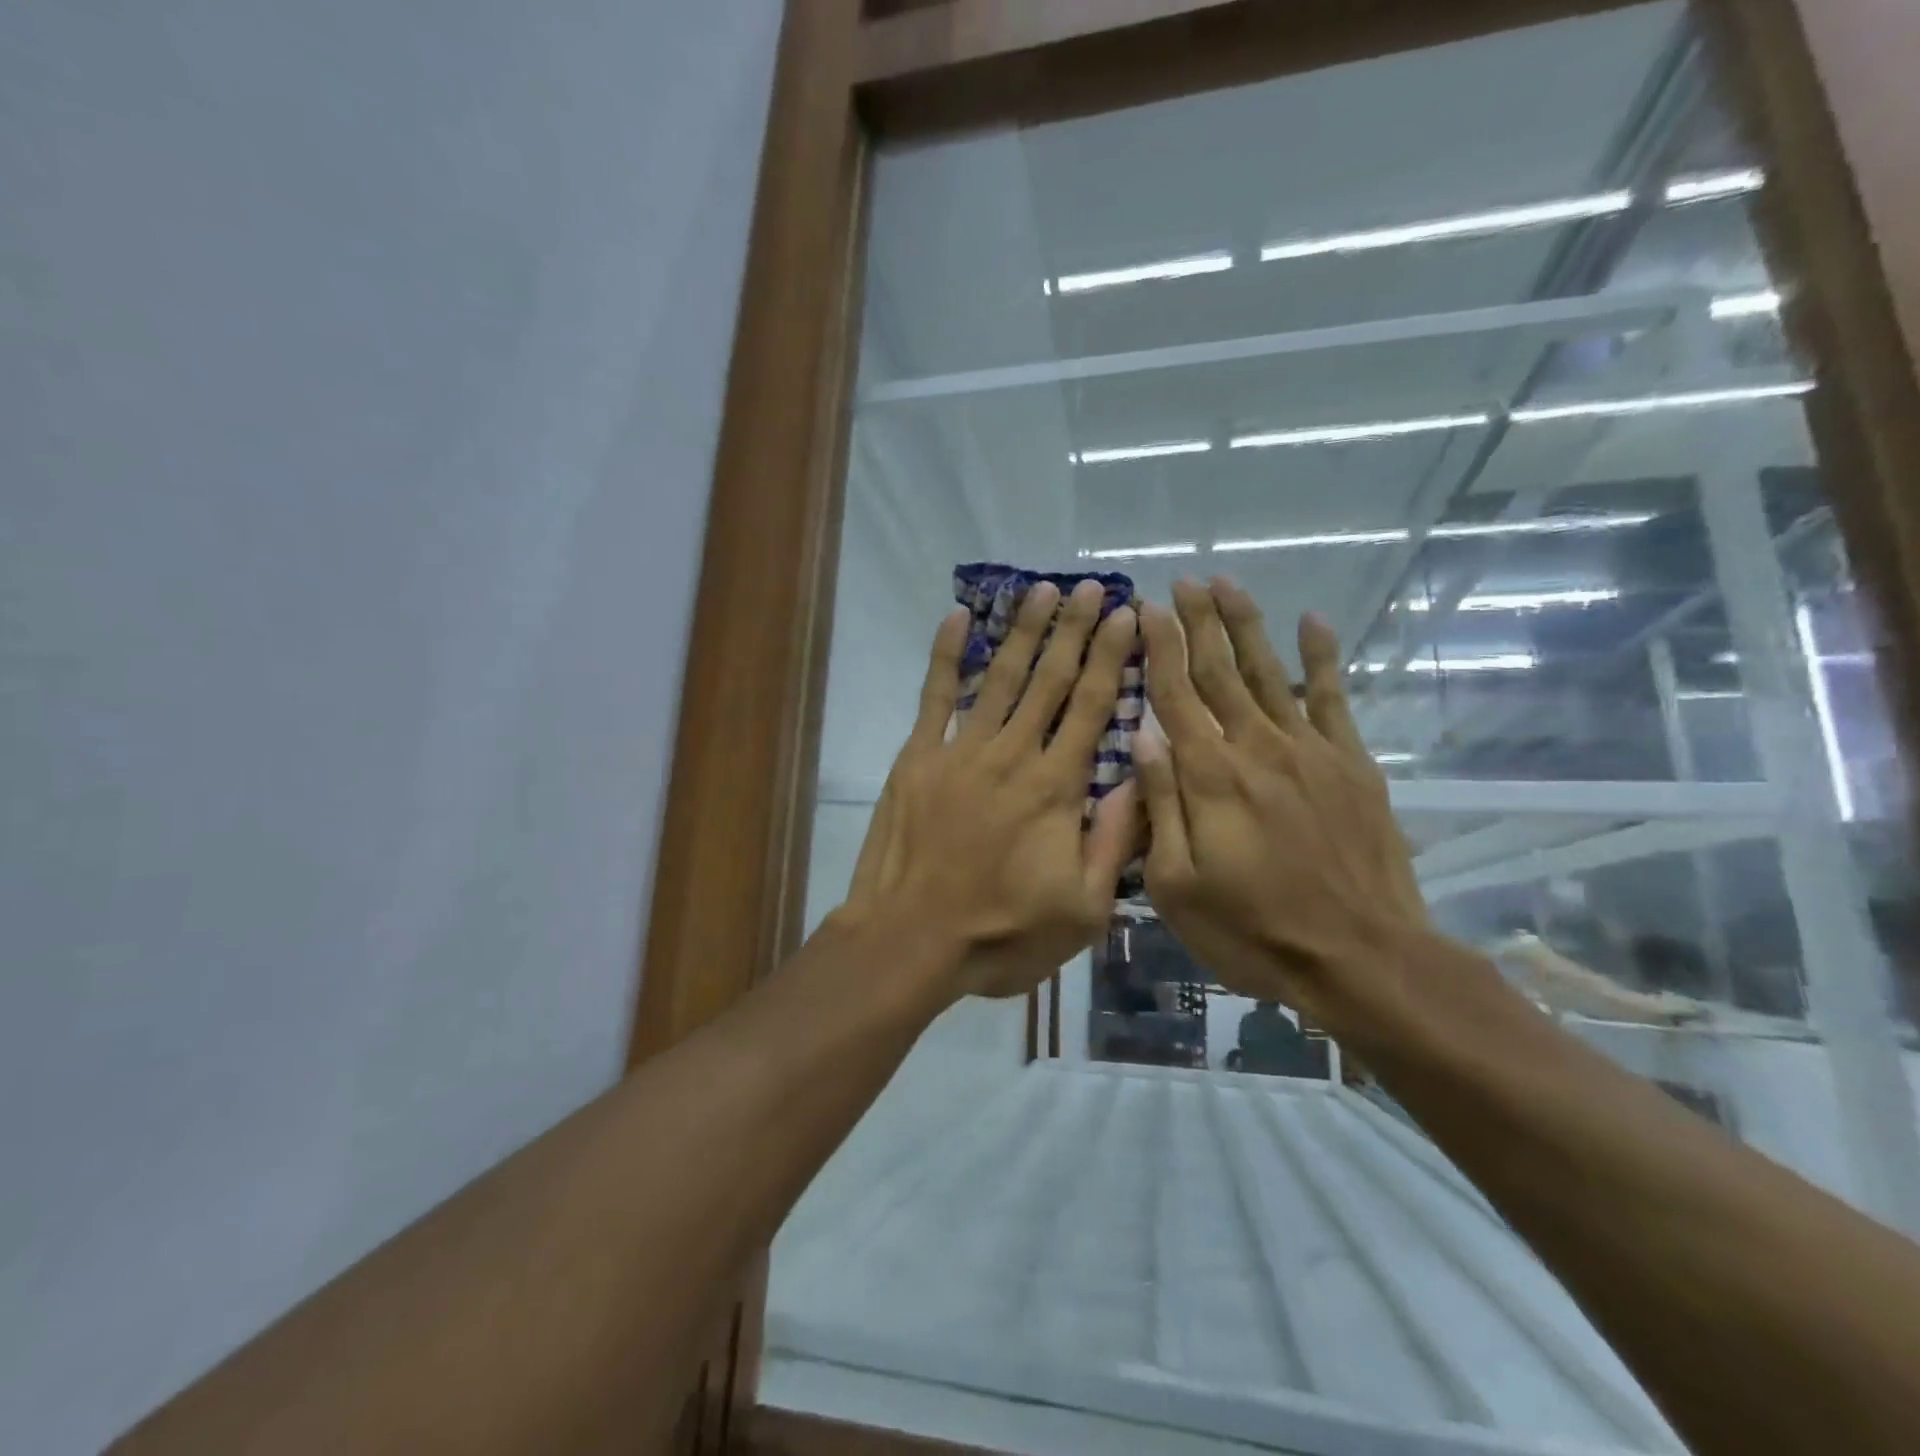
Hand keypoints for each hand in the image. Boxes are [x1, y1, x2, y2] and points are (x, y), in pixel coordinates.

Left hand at [841, 580, 1139, 1001]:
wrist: (910, 941)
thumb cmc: (1001, 934)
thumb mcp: (1082, 910)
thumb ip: (1114, 841)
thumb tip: (1142, 779)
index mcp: (1056, 788)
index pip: (1092, 707)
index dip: (1112, 657)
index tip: (1128, 616)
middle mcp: (1013, 755)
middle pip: (1051, 680)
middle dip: (1075, 630)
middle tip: (1093, 586)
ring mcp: (961, 751)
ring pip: (1000, 678)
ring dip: (1024, 631)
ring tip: (1042, 590)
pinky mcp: (917, 757)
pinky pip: (934, 695)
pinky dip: (944, 654)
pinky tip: (957, 617)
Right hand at [1133, 579, 1425, 1028]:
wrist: (1360, 958)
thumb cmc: (1253, 930)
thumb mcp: (1177, 886)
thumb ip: (1160, 805)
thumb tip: (1143, 736)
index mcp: (1209, 776)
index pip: (1176, 694)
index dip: (1159, 647)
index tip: (1147, 608)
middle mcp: (1256, 747)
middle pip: (1220, 671)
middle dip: (1198, 622)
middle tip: (1183, 580)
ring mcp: (1310, 751)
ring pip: (1270, 672)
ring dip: (1246, 625)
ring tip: (1227, 584)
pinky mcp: (1351, 764)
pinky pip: (1333, 698)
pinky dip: (1323, 658)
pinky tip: (1314, 623)